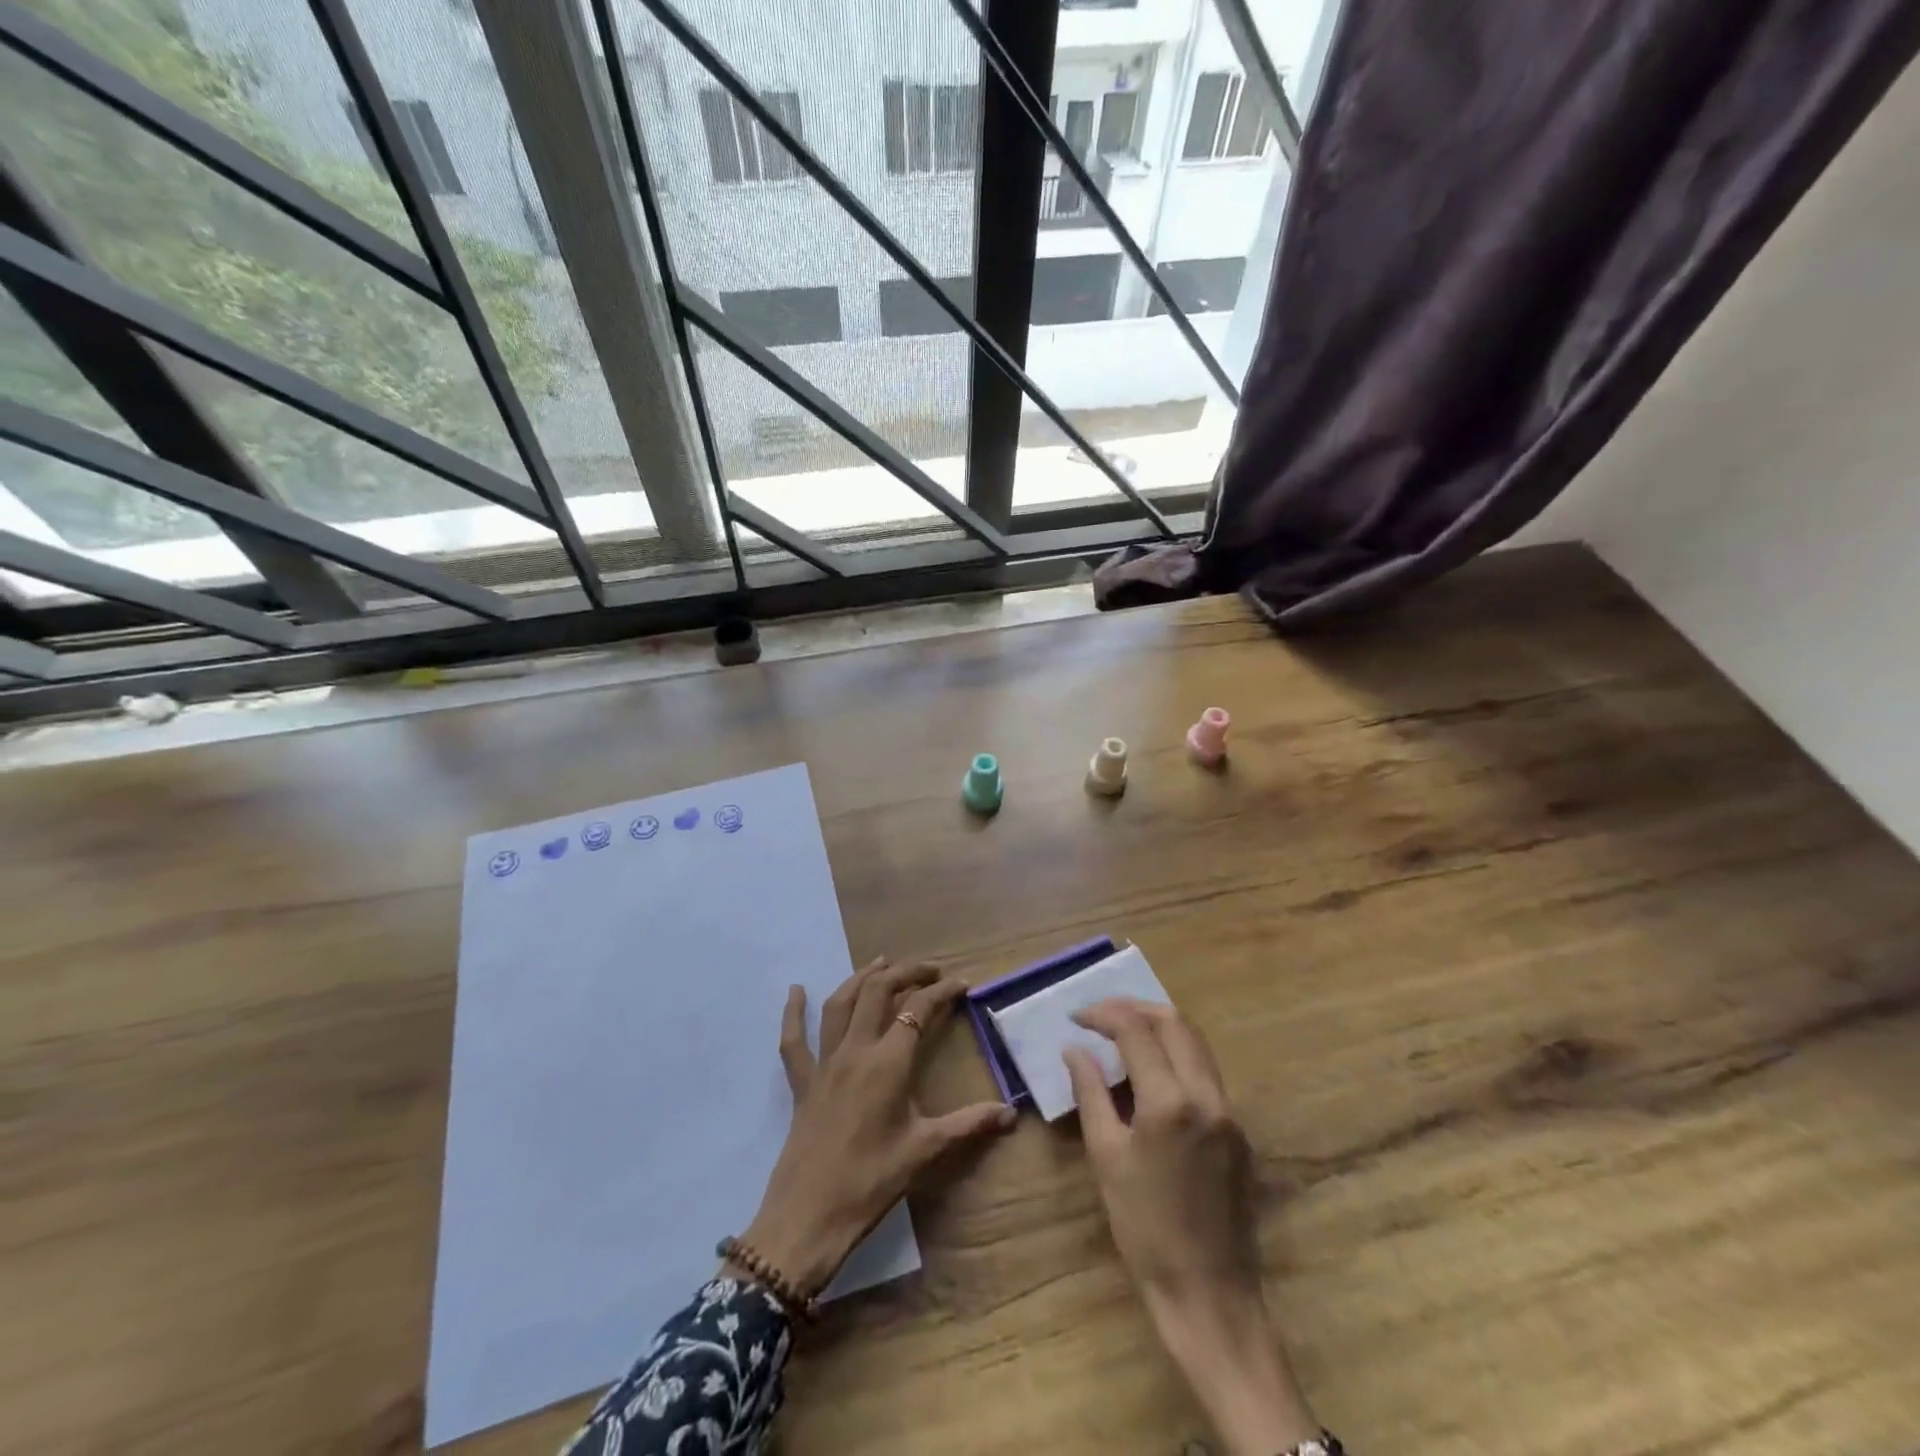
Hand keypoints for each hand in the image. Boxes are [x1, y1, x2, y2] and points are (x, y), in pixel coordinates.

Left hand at [736, 958, 1014, 1296]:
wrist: (808, 1218)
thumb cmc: (871, 1181)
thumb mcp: (925, 1151)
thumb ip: (969, 1125)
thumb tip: (1011, 1114)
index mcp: (887, 1063)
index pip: (918, 1010)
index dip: (941, 992)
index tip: (962, 984)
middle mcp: (855, 1050)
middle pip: (878, 992)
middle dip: (905, 973)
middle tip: (929, 970)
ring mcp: (824, 1063)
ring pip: (840, 1004)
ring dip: (862, 978)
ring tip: (881, 963)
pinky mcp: (802, 1082)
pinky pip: (793, 1040)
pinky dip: (793, 1013)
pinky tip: (795, 991)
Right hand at [1067, 999, 1319, 1455]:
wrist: (1209, 1293)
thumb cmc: (1145, 1229)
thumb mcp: (1106, 1157)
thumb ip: (1091, 1093)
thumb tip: (1075, 1050)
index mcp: (1170, 1102)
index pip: (1136, 1030)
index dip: (1104, 1014)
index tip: (1077, 1018)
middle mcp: (1207, 1095)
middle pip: (1174, 1022)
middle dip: (1135, 1009)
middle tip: (1101, 1016)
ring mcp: (1229, 1112)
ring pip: (1196, 1043)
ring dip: (1159, 1027)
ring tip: (1123, 1034)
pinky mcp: (1239, 1130)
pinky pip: (1206, 1072)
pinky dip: (1177, 1056)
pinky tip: (1152, 1073)